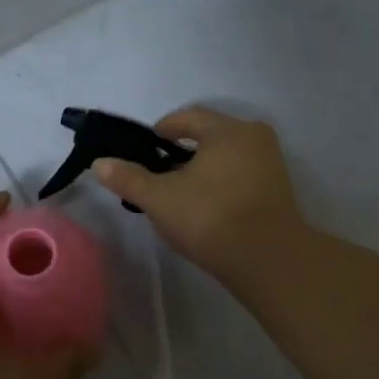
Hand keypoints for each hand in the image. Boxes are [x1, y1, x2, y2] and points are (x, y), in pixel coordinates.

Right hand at [91, 106, 312, 286]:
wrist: (269, 261)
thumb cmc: (211, 218)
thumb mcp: (160, 199)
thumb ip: (129, 178)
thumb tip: (99, 163)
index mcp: (227, 130)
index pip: (188, 117)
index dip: (163, 129)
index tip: (145, 147)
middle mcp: (254, 137)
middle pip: (210, 135)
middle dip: (183, 150)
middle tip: (160, 171)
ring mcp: (271, 164)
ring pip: (227, 156)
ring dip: (203, 167)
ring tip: (181, 192)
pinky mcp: (279, 190)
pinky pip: (242, 174)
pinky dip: (222, 182)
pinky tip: (207, 206)